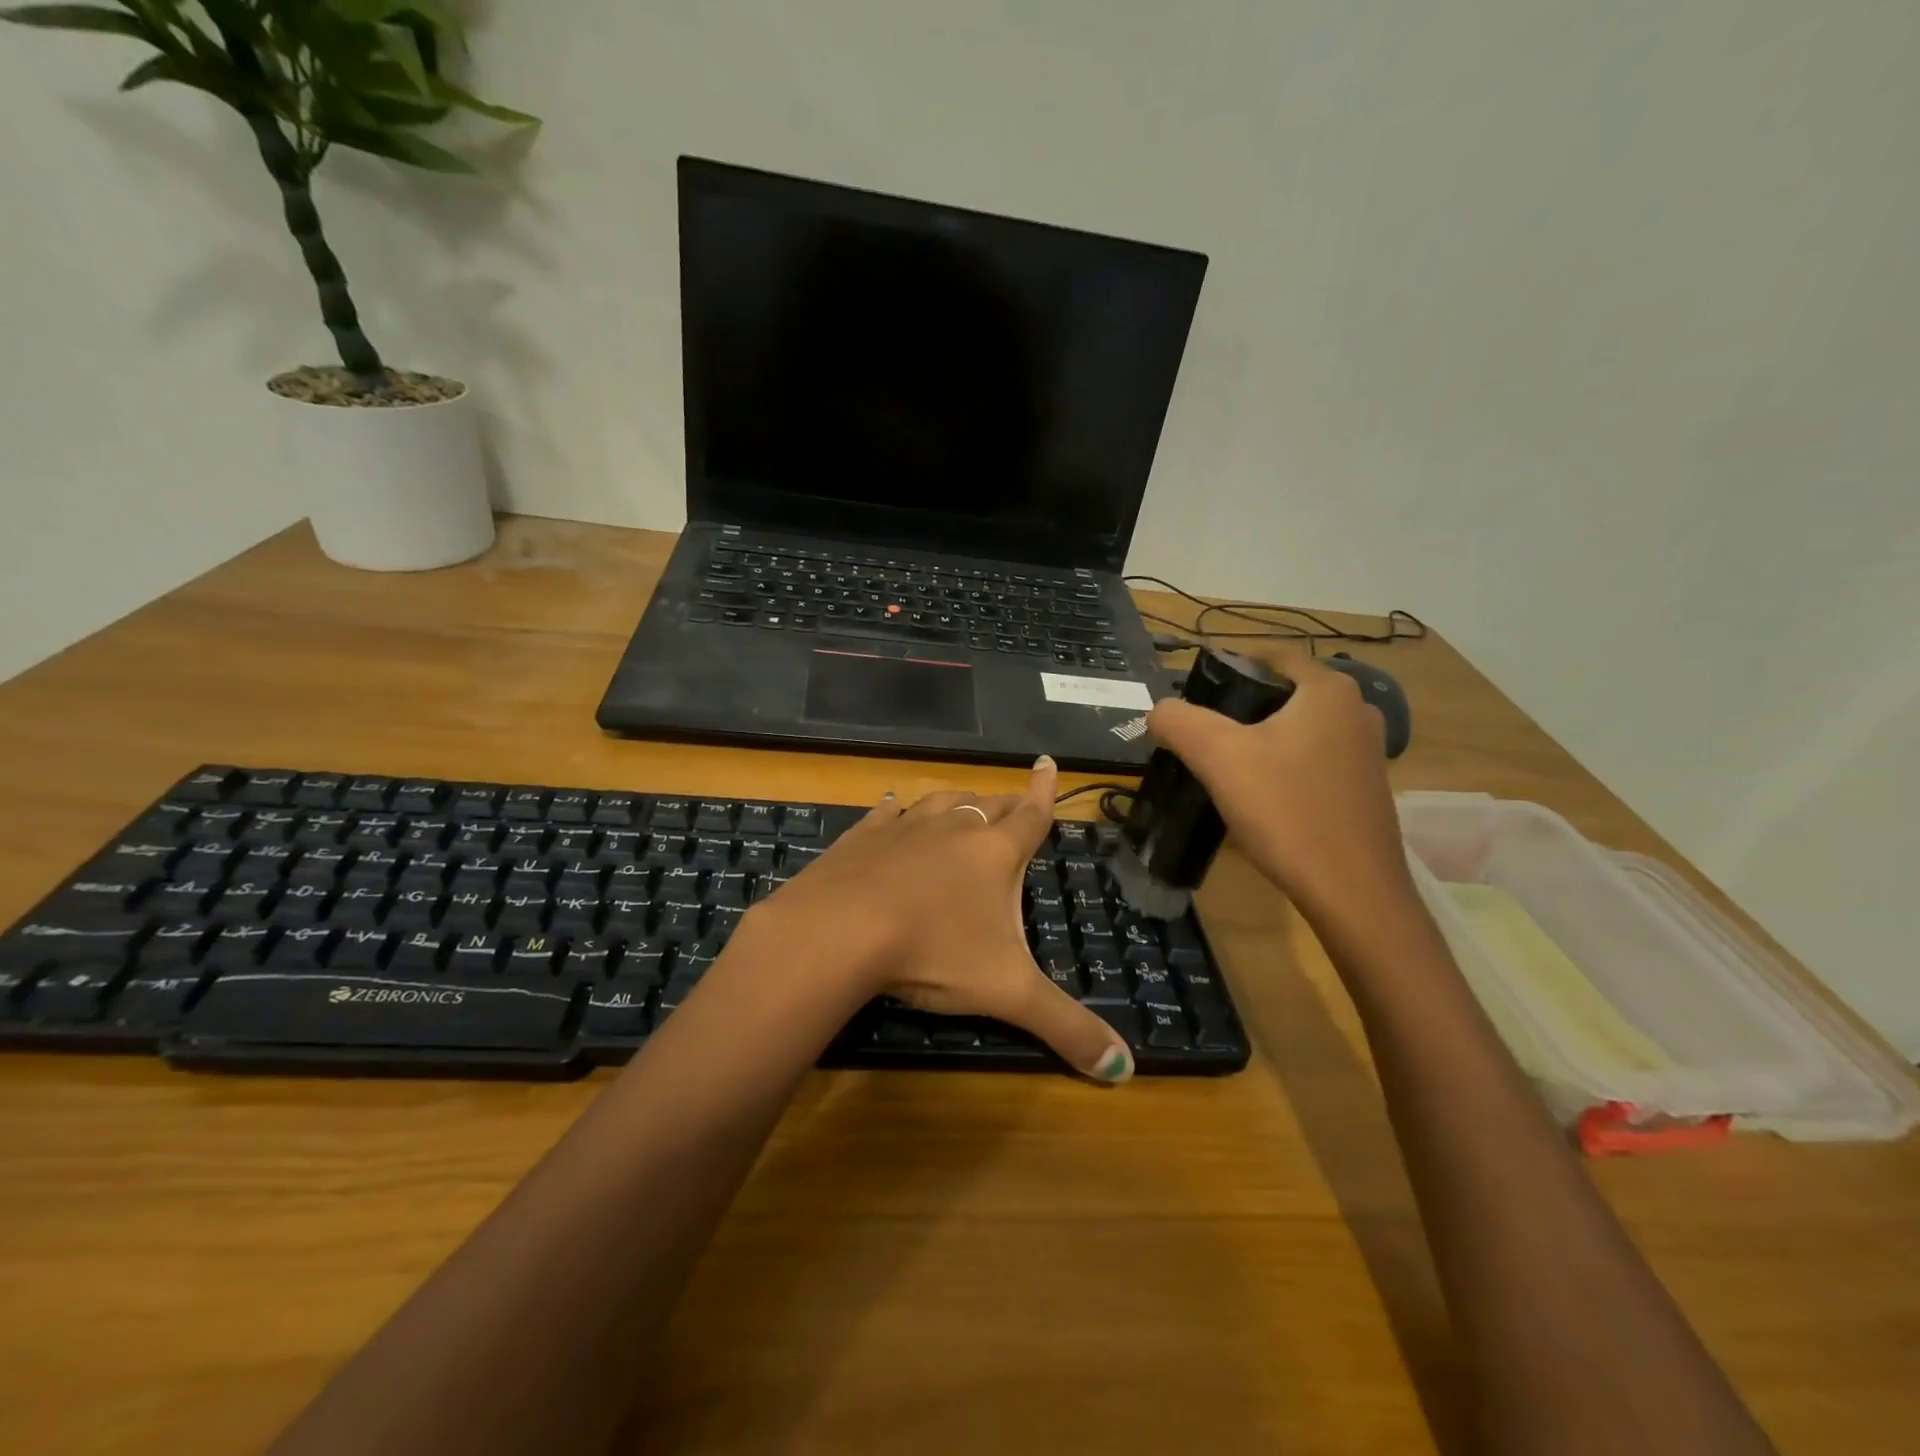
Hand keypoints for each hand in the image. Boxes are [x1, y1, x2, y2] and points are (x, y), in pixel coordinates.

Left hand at [755, 757, 1133, 1082]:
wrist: (840, 930)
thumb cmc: (934, 952)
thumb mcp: (1007, 993)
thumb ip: (1066, 1028)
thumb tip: (1126, 1070)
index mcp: (995, 853)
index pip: (1032, 815)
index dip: (1045, 791)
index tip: (1046, 761)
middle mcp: (953, 828)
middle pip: (989, 805)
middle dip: (1006, 804)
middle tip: (1014, 803)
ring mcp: (904, 827)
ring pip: (941, 801)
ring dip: (957, 803)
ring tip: (964, 805)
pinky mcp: (862, 837)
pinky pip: (887, 813)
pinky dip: (896, 811)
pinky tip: (891, 808)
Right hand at [1146, 646, 1411, 923]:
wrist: (1352, 893)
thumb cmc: (1286, 811)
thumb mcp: (1218, 758)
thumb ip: (1179, 721)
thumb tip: (1159, 711)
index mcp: (1329, 691)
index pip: (1273, 654)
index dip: (1230, 662)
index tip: (1193, 686)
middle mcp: (1356, 712)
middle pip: (1284, 691)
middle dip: (1240, 704)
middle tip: (1199, 728)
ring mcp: (1366, 753)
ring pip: (1298, 728)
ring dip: (1260, 737)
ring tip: (1220, 763)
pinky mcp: (1363, 790)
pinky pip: (1312, 759)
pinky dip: (1281, 764)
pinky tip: (1257, 795)